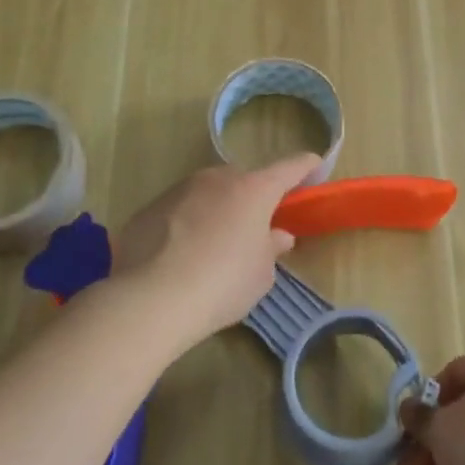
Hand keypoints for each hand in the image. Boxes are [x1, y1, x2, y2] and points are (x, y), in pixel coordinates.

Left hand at [109, 154, 320, 349]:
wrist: (149, 299)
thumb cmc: (222, 283)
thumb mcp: (261, 274)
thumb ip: (271, 249)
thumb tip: (276, 235)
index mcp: (254, 189)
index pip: (290, 167)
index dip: (306, 166)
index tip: (315, 165)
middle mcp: (217, 178)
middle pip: (244, 180)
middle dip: (253, 197)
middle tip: (254, 228)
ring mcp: (179, 189)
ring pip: (208, 193)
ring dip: (216, 210)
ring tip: (211, 247)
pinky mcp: (148, 208)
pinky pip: (178, 211)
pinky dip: (185, 225)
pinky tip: (178, 257)